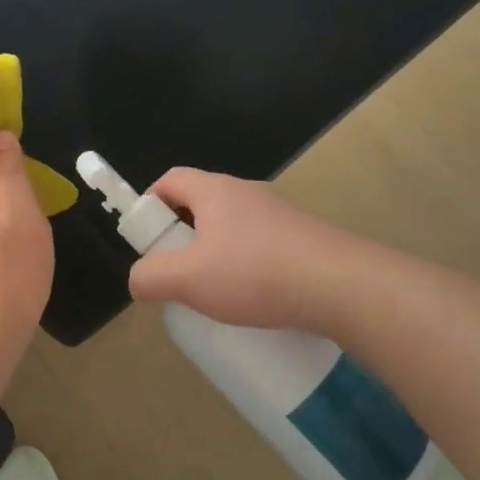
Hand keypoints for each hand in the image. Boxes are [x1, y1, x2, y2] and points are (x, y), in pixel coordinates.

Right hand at [127, 169, 361, 332]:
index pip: (170, 179)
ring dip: (217, 253)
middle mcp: (247, 193)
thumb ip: (150, 277)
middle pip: (201, 204)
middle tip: (177, 272)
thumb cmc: (254, 273)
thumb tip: (138, 279)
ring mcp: (279, 214)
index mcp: (215, 190)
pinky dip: (248, 266)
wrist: (340, 285)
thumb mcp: (188, 279)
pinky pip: (262, 245)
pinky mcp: (303, 238)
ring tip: (215, 292)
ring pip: (233, 227)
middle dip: (182, 236)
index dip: (149, 203)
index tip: (147, 239)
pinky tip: (253, 299)